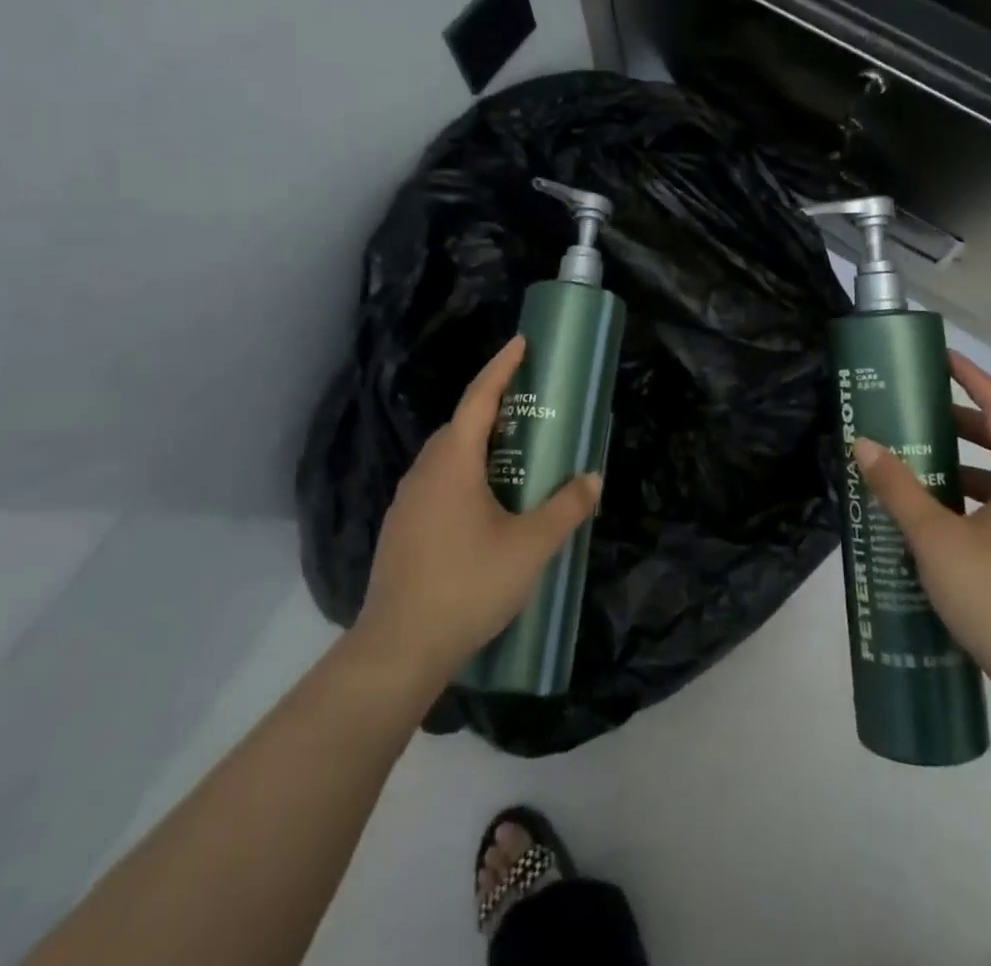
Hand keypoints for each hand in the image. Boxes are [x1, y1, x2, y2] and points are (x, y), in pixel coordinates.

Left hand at [352, 336, 600, 691]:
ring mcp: (407, 500)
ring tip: (514, 458)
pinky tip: (485, 507)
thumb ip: (565, 508)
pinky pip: (438, 483)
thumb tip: (592, 478)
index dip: (502, 367)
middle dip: (495, 408)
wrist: (399, 648)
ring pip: (447, 457)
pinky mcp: (402, 528)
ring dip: (479, 446)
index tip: (521, 343)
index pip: (479, 398)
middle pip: (461, 425)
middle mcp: (425, 471)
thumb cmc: (469, 584)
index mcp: (453, 462)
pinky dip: (464, 475)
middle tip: (530, 410)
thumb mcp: (530, 546)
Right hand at [853, 351, 990, 703]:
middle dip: (961, 422)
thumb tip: (865, 444)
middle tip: (917, 413)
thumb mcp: (938, 540)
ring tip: (919, 466)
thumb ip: (899, 490)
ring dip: (964, 466)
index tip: (943, 358)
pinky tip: (940, 522)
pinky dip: (973, 499)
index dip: (974, 378)